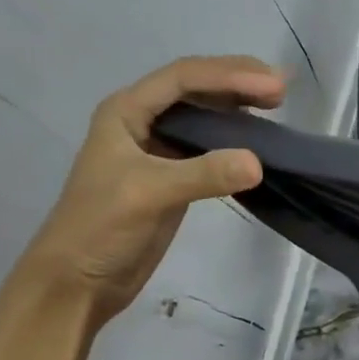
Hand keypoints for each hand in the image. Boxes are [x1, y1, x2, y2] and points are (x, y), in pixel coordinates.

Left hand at [17, 55, 284, 321]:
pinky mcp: (174, 174)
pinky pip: (210, 142)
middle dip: (238, 80)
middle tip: (282, 88)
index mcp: (126, 111)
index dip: (230, 75)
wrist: (76, 284)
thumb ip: (203, 174)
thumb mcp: (149, 194)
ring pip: (204, 112)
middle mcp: (142, 119)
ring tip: (276, 104)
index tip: (273, 88)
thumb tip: (259, 162)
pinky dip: (235, 135)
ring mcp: (158, 147)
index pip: (184, 78)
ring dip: (238, 104)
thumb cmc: (99, 229)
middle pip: (196, 86)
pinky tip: (257, 138)